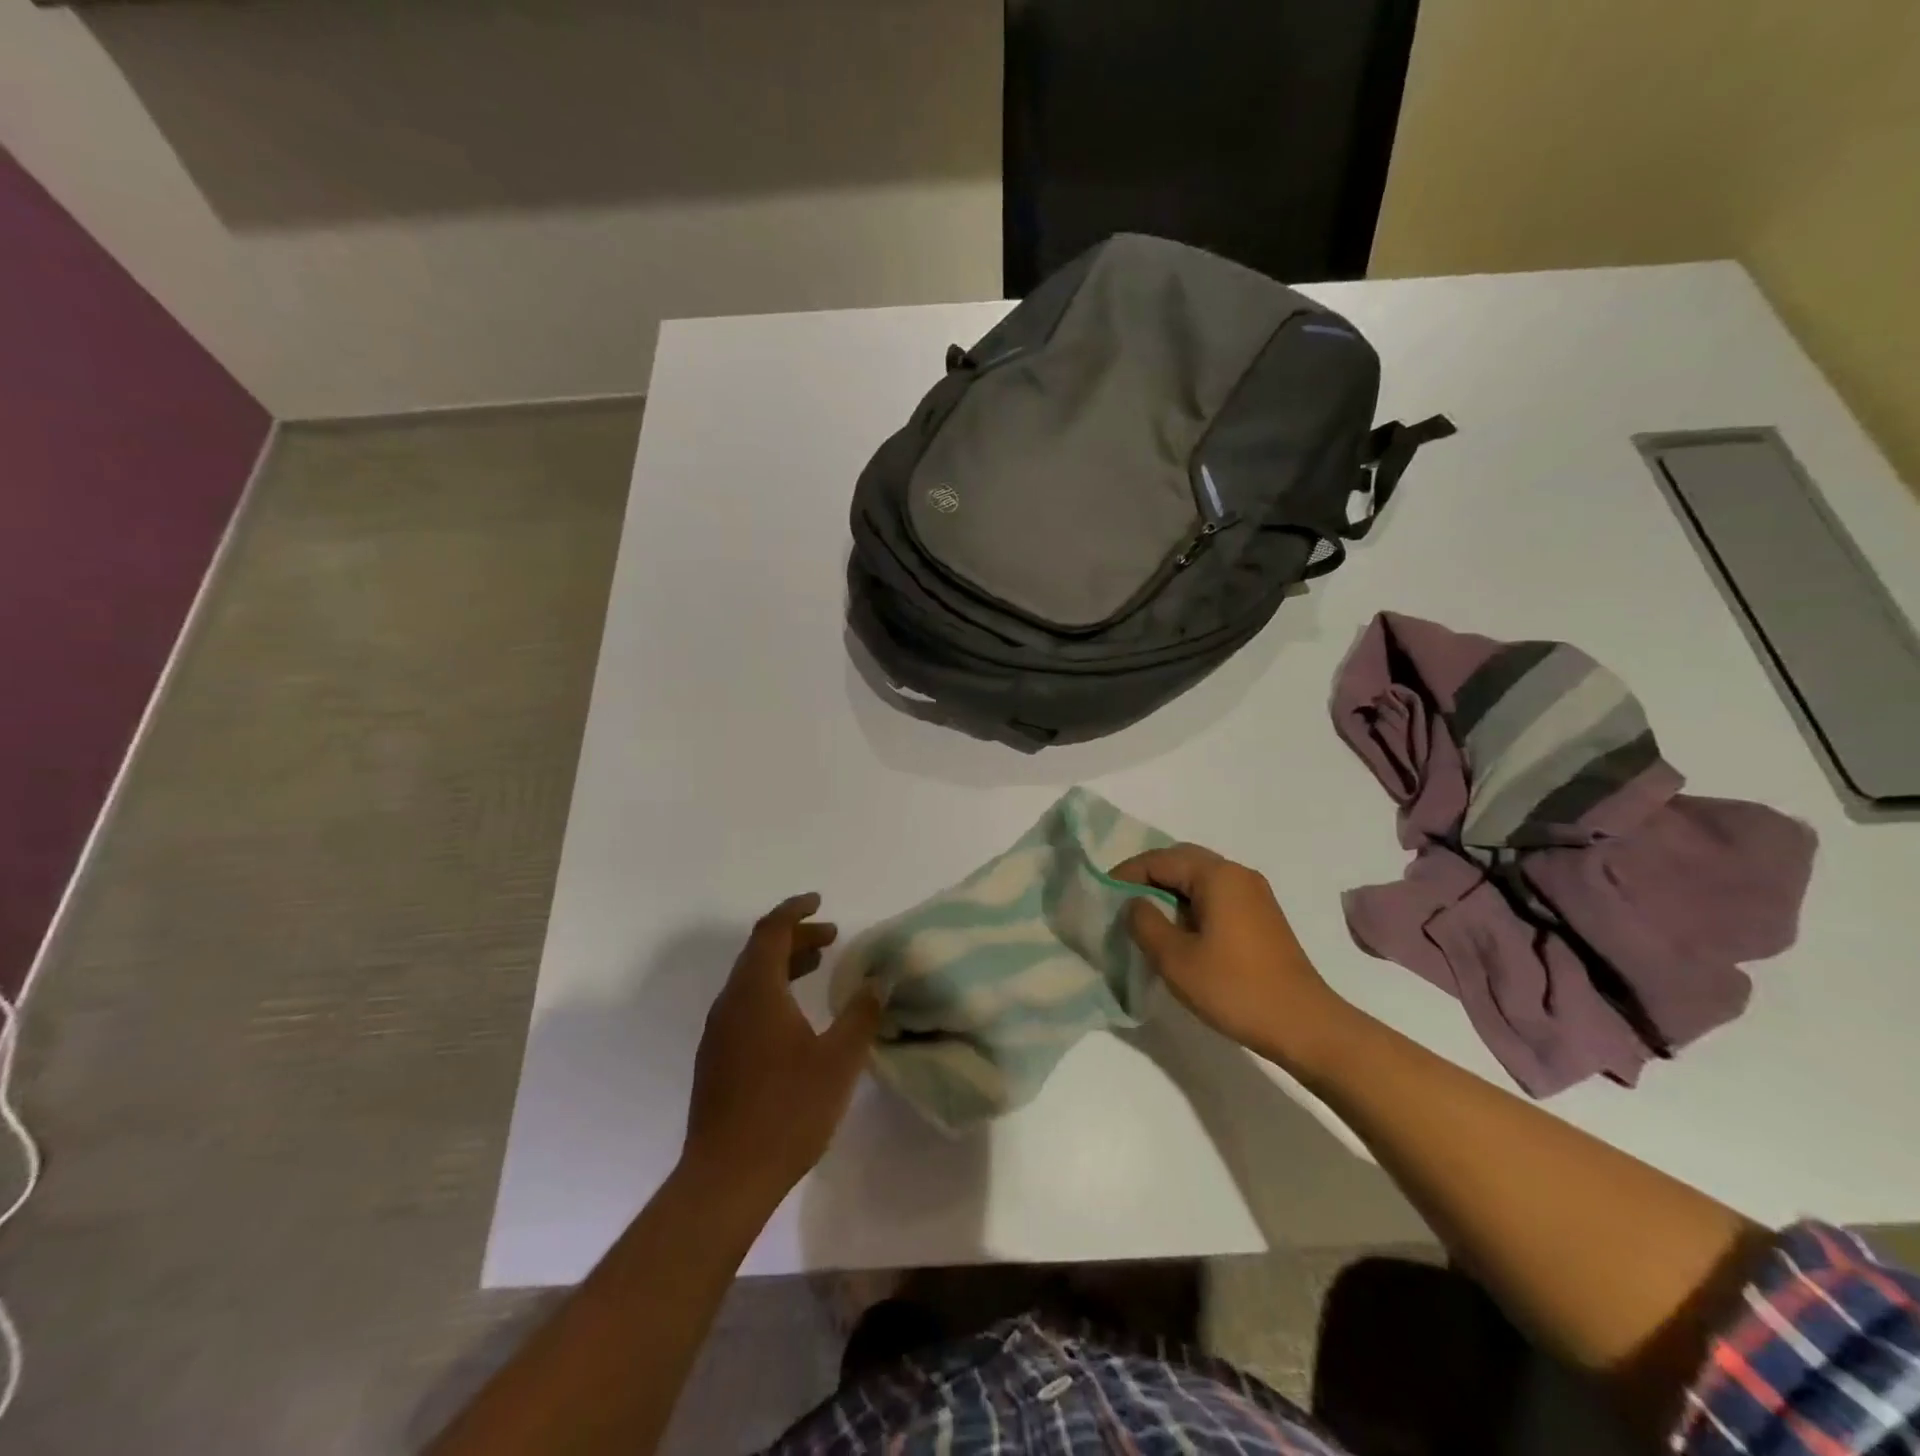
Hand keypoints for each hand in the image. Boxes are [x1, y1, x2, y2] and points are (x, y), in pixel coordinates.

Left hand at [682, 895, 880, 1206]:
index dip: (795, 910)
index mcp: (756, 992)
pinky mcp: (715, 1059)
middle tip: (831, 937)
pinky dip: (771, 992)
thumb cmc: (788, 1111)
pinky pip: (744, 1005)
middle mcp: (730, 1003)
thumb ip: (860, 1015)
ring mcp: (718, 1033)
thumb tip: (877, 981)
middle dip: (796, 937)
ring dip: (783, 965)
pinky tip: (795, 1017)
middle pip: (759, 952)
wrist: (726, 1178)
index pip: (771, 931)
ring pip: (750, 980)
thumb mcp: (839, 1060)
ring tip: (818, 967)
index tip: (820, 902)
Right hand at [1113, 844, 1355, 1072]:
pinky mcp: (1262, 915)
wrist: (1304, 1024)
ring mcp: (1254, 893)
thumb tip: (1135, 903)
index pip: (1160, 859)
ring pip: (1199, 878)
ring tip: (1145, 917)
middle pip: (1181, 861)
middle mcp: (1237, 873)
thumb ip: (1145, 923)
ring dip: (1169, 890)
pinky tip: (1179, 930)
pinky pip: (1216, 894)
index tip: (1102, 895)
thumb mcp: (1175, 959)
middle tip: (1121, 902)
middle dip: (1148, 877)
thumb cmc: (1235, 988)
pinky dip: (1190, 902)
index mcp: (1217, 875)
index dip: (1126, 874)